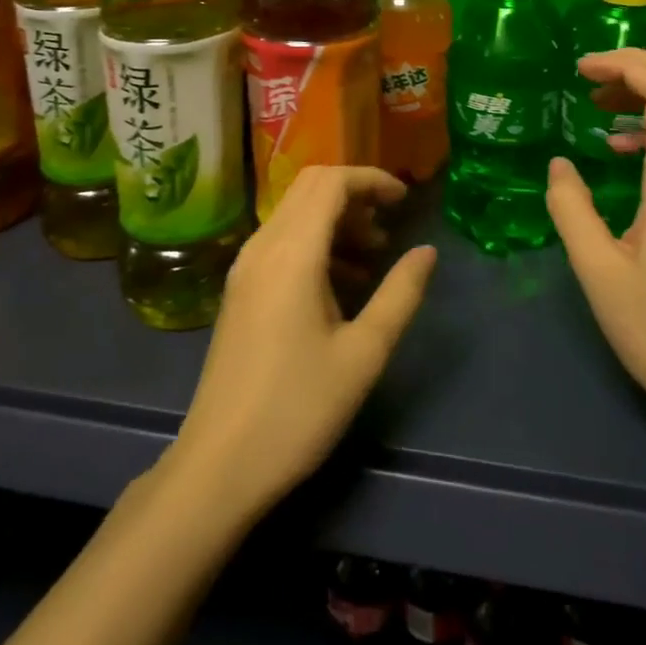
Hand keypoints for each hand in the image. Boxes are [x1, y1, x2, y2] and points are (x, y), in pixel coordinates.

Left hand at [167, 167, 437, 521]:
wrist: (219, 464)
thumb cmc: (298, 409)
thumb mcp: (363, 354)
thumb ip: (399, 294)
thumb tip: (426, 251)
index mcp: (293, 252)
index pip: (331, 182)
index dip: (371, 179)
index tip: (405, 200)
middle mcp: (263, 245)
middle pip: (310, 188)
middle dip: (354, 193)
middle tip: (390, 223)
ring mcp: (246, 266)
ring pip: (294, 213)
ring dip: (335, 219)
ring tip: (374, 256)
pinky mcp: (240, 289)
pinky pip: (281, 241)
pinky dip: (315, 242)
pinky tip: (341, 284)